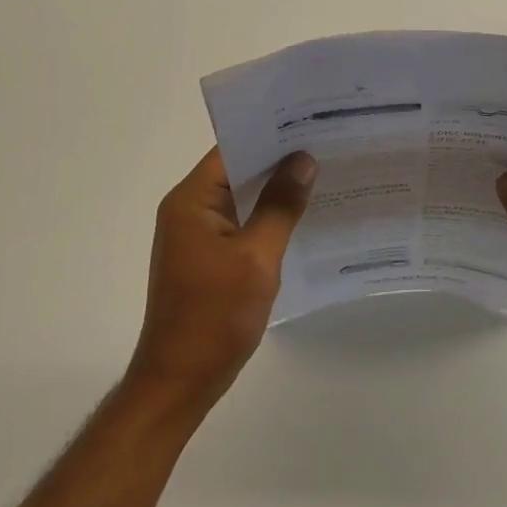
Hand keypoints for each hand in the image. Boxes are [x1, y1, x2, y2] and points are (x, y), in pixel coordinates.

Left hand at [126, 147, 316, 411]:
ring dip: (274, 191)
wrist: (179, 382)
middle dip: (278, 161)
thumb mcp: (256, 257)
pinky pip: (239, 224)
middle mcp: (188, 209)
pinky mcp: (205, 258)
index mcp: (191, 200)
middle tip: (327, 146)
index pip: (232, 149)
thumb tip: (303, 160)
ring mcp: (195, 235)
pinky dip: (266, 218)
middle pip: (237, 171)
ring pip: (240, 198)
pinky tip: (301, 218)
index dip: (269, 135)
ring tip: (322, 175)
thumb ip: (280, 206)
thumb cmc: (214, 316)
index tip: (310, 124)